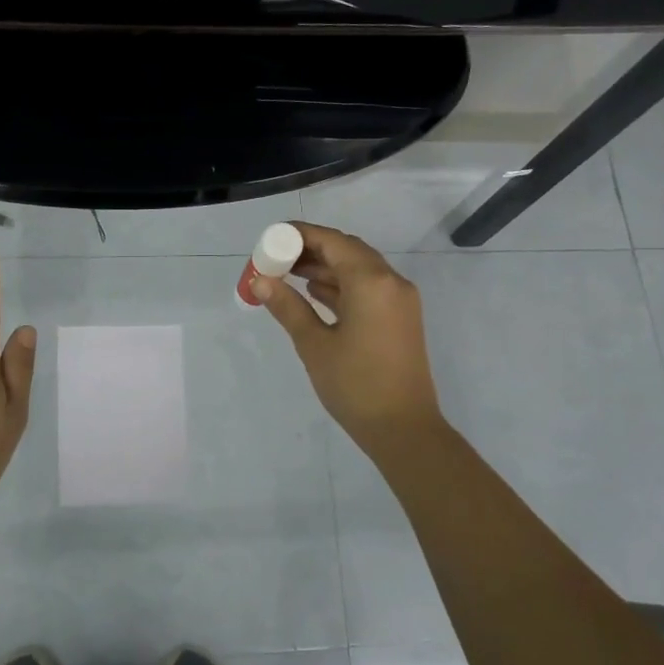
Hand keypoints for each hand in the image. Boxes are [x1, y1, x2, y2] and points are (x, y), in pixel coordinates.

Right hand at [252, 221, 446, 455]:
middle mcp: (391, 281)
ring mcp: (400, 299)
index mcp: (371, 282)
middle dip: (311, 249)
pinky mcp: (400, 317)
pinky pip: (368, 287)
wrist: (404, 429)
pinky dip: (342, 284)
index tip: (271, 239)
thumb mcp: (314, 344)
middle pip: (347, 250)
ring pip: (359, 268)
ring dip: (325, 266)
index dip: (299, 235)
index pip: (332, 241)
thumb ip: (287, 306)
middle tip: (276, 258)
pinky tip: (314, 292)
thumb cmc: (355, 385)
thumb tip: (259, 280)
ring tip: (287, 273)